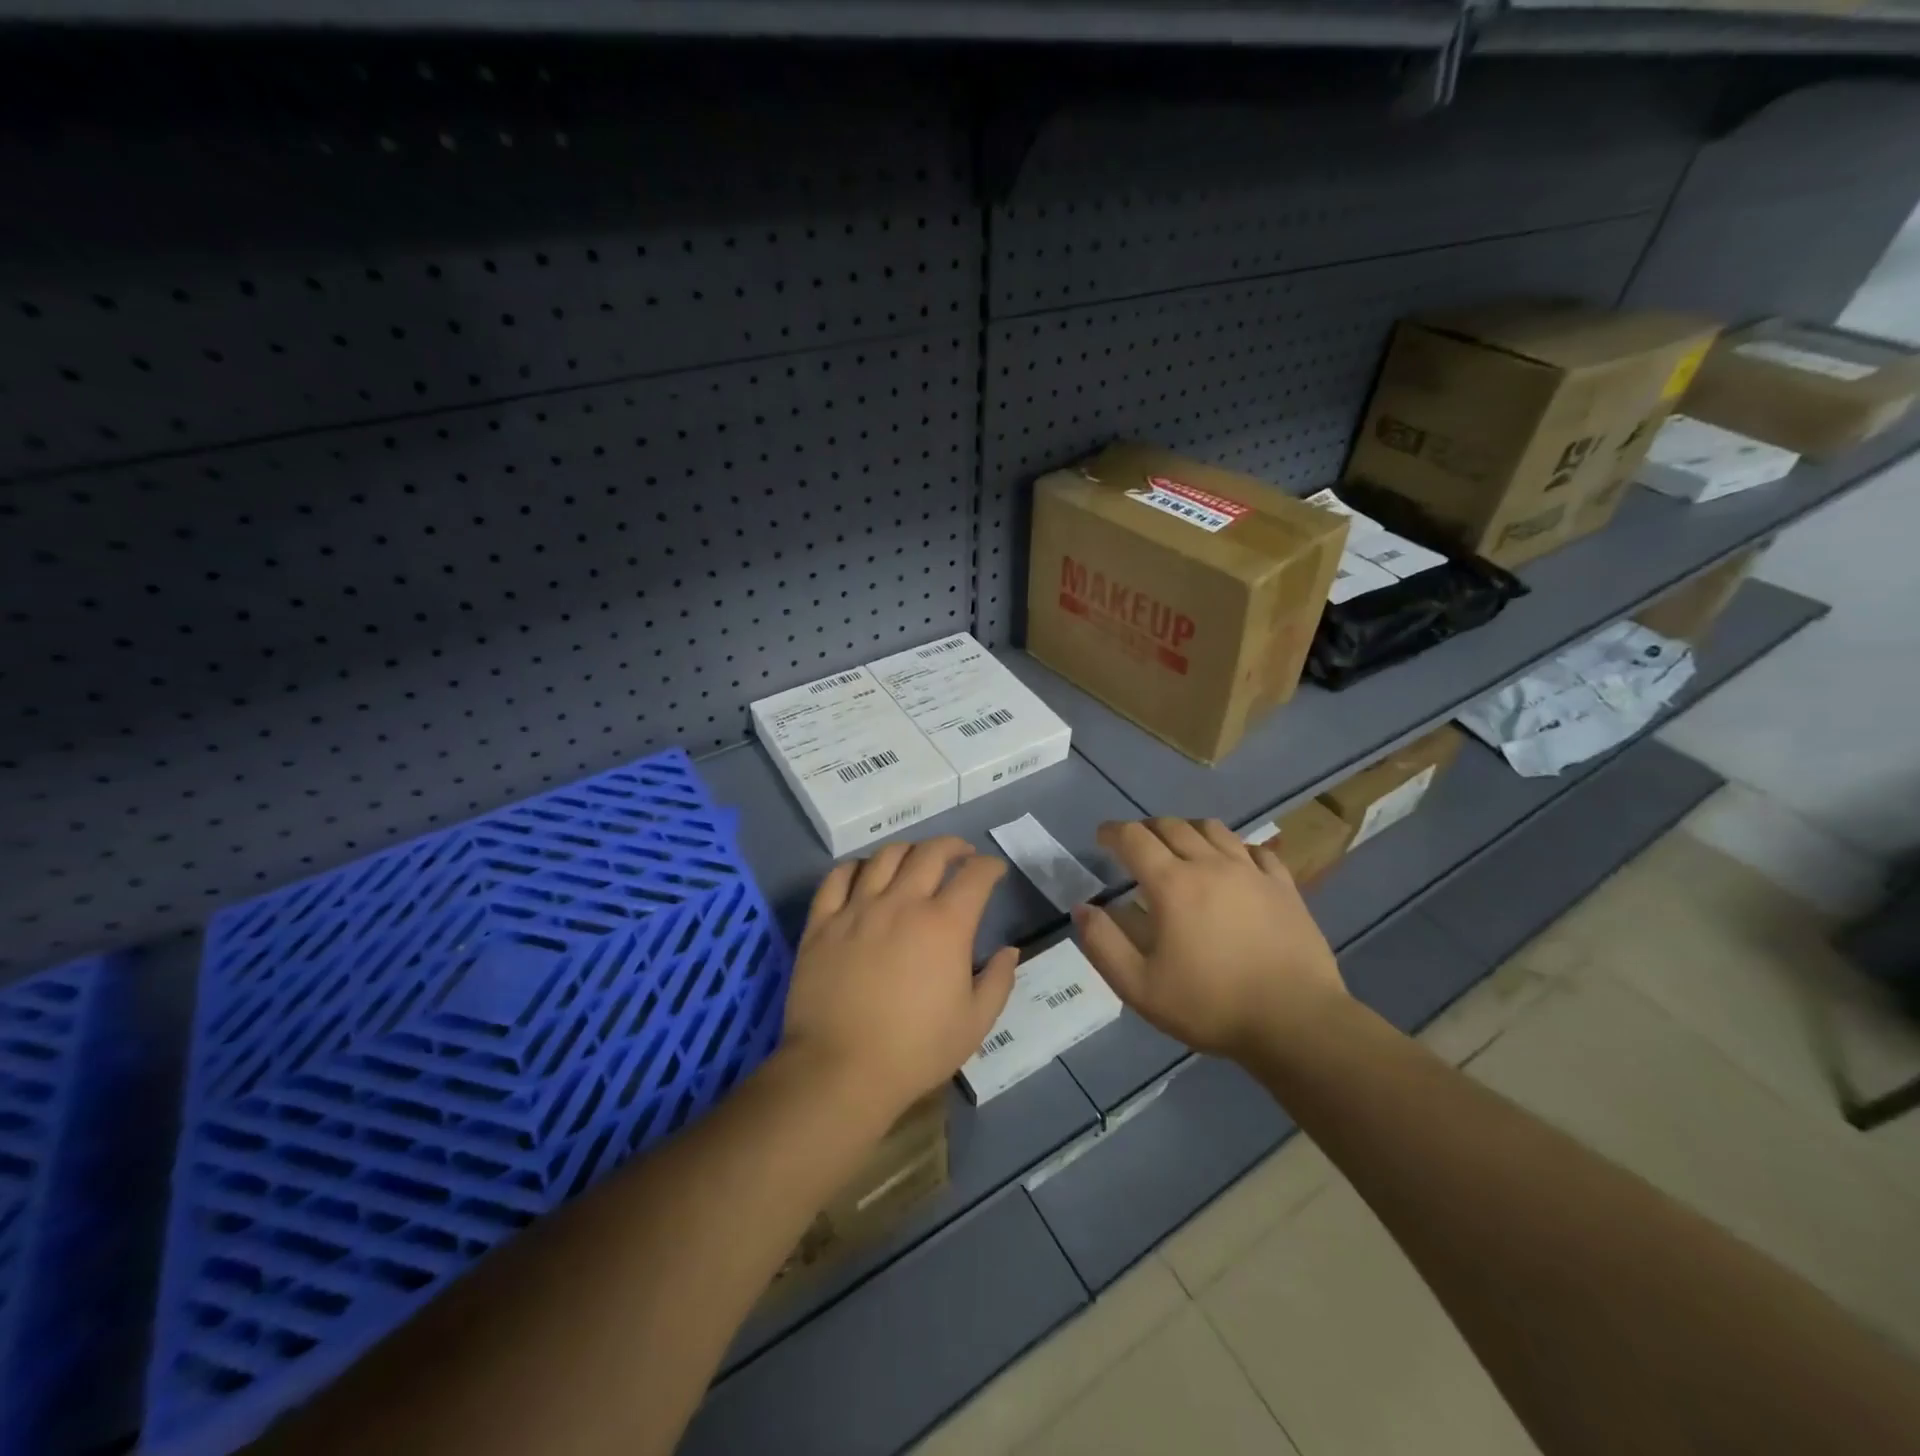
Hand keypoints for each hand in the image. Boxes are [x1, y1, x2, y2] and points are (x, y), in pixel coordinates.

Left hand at [780, 837, 1018, 1122]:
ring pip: (884, 857)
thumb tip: (1010, 951)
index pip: (975, 876)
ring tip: (915, 860)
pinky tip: (864, 873)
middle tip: (961, 854)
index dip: (990, 867)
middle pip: (930, 852)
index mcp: (945, 925)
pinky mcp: (823, 923)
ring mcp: (858, 909)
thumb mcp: (975, 1024)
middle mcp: (902, 903)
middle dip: (953, 846)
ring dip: (908, 851)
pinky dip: (856, 867)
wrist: (840, 1070)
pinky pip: (837, 878)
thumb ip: (998, 981)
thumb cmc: (915, 1050)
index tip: (994, 870)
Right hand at [1072, 818, 1346, 1063]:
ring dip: (1187, 830)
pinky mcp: (1284, 886)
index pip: (1134, 838)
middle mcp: (1210, 864)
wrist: (1296, 1022)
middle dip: (1146, 828)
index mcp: (1172, 885)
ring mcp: (1251, 872)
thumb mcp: (1140, 987)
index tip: (1101, 837)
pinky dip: (1233, 848)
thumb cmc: (1211, 1005)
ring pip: (1213, 829)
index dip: (1112, 832)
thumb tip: (1083, 908)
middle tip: (1136, 844)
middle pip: (1172, 826)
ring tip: (1180, 846)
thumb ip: (1104, 944)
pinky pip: (1254, 850)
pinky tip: (1232, 864)